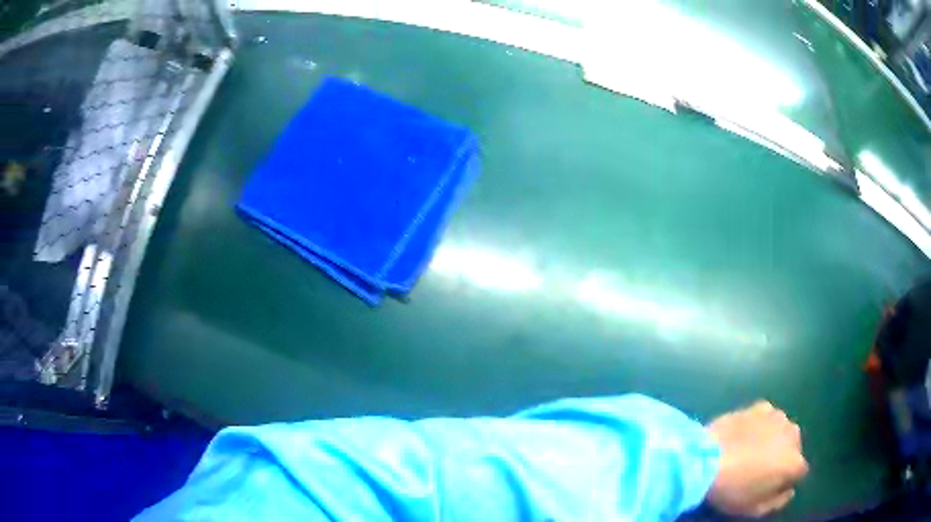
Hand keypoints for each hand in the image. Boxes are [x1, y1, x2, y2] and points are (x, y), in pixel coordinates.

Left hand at [704, 401, 807, 517]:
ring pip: (781, 430)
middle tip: (759, 467)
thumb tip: (789, 491)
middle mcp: (793, 435)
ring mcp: (778, 417)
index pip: (799, 471)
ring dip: (773, 438)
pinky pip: (766, 417)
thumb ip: (777, 501)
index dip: (785, 479)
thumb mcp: (754, 508)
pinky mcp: (761, 406)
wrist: (707, 459)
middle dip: (781, 456)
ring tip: (750, 449)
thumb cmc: (732, 490)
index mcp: (794, 462)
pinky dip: (760, 424)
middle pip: (793, 447)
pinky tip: (744, 434)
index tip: (770, 485)